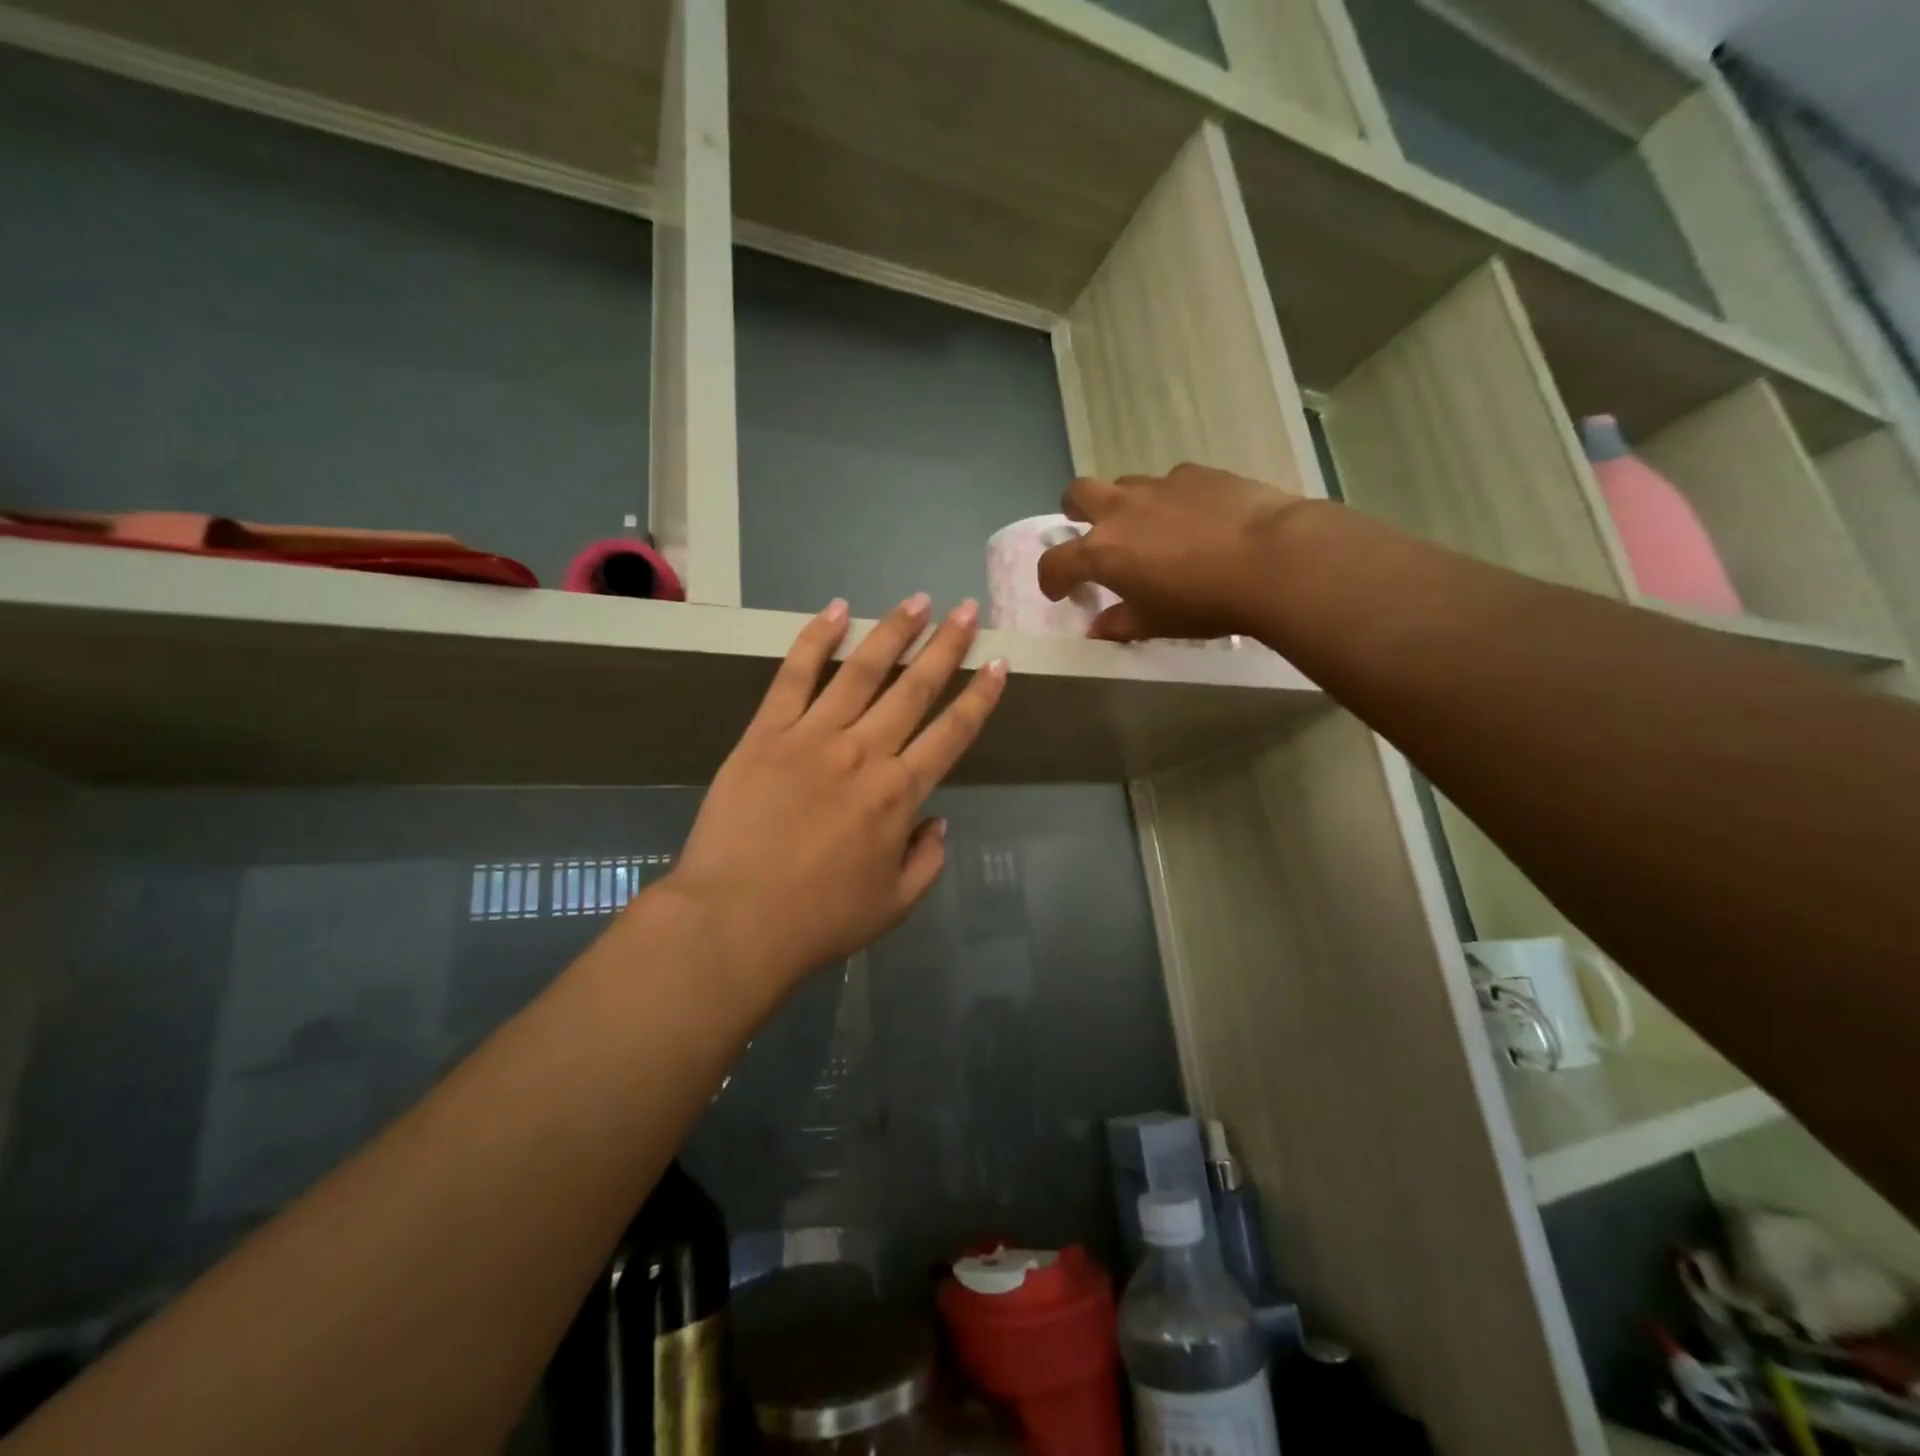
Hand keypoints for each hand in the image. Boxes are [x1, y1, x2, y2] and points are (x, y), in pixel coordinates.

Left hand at [656, 594, 1006, 1001]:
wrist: (734, 922)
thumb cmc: (819, 920)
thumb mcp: (894, 904)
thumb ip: (927, 861)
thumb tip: (938, 821)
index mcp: (899, 795)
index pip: (952, 733)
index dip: (980, 697)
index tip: (998, 663)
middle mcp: (864, 753)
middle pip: (914, 690)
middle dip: (946, 646)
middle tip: (967, 610)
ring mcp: (812, 737)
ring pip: (861, 672)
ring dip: (893, 633)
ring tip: (918, 601)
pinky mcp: (765, 734)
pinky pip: (793, 677)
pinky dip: (815, 640)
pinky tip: (835, 611)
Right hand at [1036, 463, 1304, 641]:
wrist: (1272, 559)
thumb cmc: (1203, 602)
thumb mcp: (1156, 624)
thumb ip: (1120, 624)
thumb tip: (1099, 628)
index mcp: (1102, 552)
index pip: (1055, 561)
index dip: (1051, 579)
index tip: (1060, 592)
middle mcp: (1122, 510)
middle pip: (1077, 493)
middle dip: (1075, 511)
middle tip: (1092, 534)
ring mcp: (1160, 486)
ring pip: (1126, 484)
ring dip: (1126, 505)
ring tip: (1150, 529)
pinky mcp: (1198, 473)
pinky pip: (1171, 483)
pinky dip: (1172, 500)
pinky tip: (1197, 520)